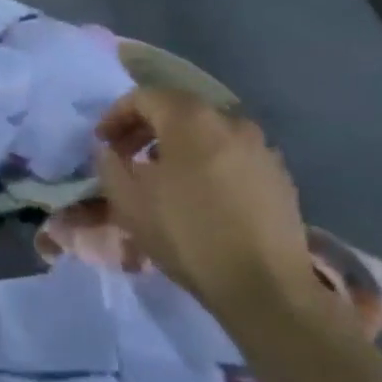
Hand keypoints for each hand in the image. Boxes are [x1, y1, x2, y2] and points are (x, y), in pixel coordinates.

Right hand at [92, 87, 315, 322]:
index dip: (115, 115)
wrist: (264, 285)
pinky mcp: (279, 177)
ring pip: (207, 134)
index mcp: (191, 119)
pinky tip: (198, 196)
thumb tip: (108, 150)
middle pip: (178, 110)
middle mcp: (231, 122)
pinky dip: (207, 164)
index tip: (102, 143)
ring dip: (177, 147)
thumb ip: (109, 164)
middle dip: (145, 129)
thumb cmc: (187, 234)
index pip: (144, 97)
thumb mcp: (128, 201)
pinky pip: (232, 156)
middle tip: (126, 157)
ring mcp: (261, 148)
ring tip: (161, 178)